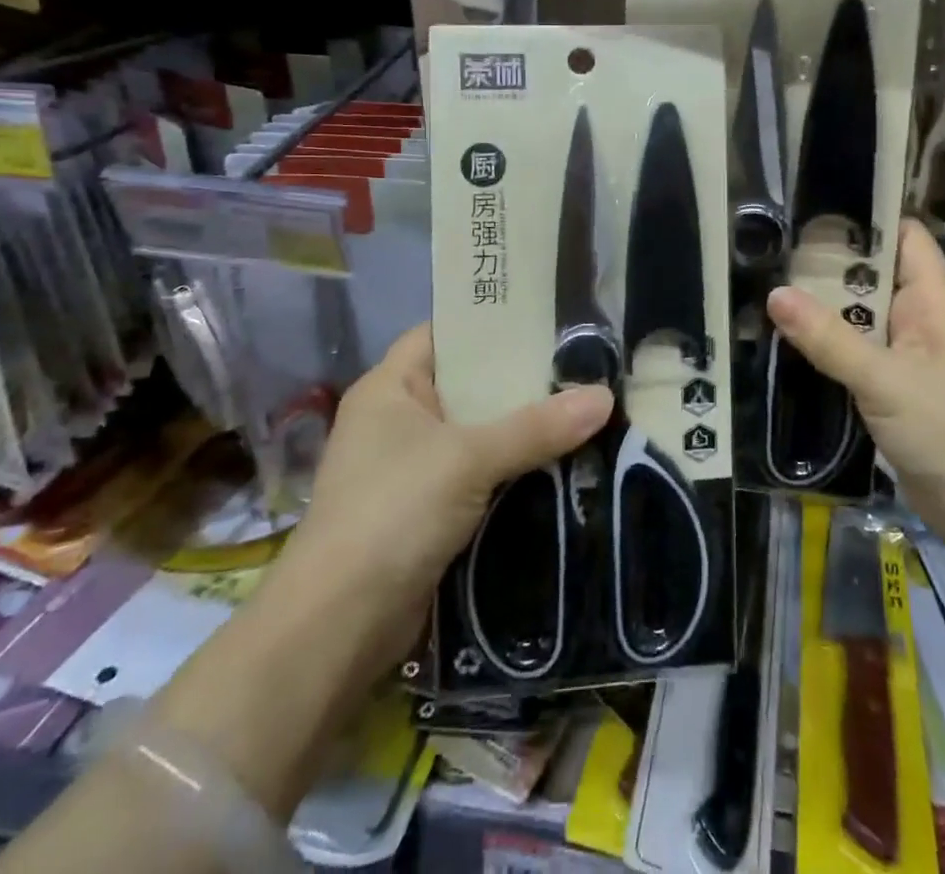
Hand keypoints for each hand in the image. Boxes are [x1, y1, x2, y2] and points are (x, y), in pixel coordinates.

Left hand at [277, 323, 612, 662]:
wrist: (339, 625)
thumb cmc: (393, 512)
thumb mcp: (468, 459)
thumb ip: (536, 427)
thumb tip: (605, 397)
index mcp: (389, 387)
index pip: (442, 333)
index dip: (488, 323)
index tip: (543, 319)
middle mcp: (396, 419)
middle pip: (465, 384)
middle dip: (517, 380)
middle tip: (578, 365)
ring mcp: (408, 467)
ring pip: (474, 432)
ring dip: (519, 428)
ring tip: (580, 406)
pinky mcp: (424, 510)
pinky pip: (475, 473)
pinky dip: (509, 468)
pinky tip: (556, 461)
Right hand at [766, 218, 944, 542]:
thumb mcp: (883, 380)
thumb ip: (828, 338)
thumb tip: (774, 294)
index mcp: (935, 298)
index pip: (903, 235)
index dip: (865, 218)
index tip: (811, 210)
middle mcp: (924, 315)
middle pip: (874, 273)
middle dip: (828, 263)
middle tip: (772, 249)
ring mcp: (911, 351)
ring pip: (863, 313)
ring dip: (825, 305)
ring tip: (769, 284)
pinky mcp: (898, 383)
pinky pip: (860, 347)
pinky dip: (831, 340)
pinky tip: (791, 337)